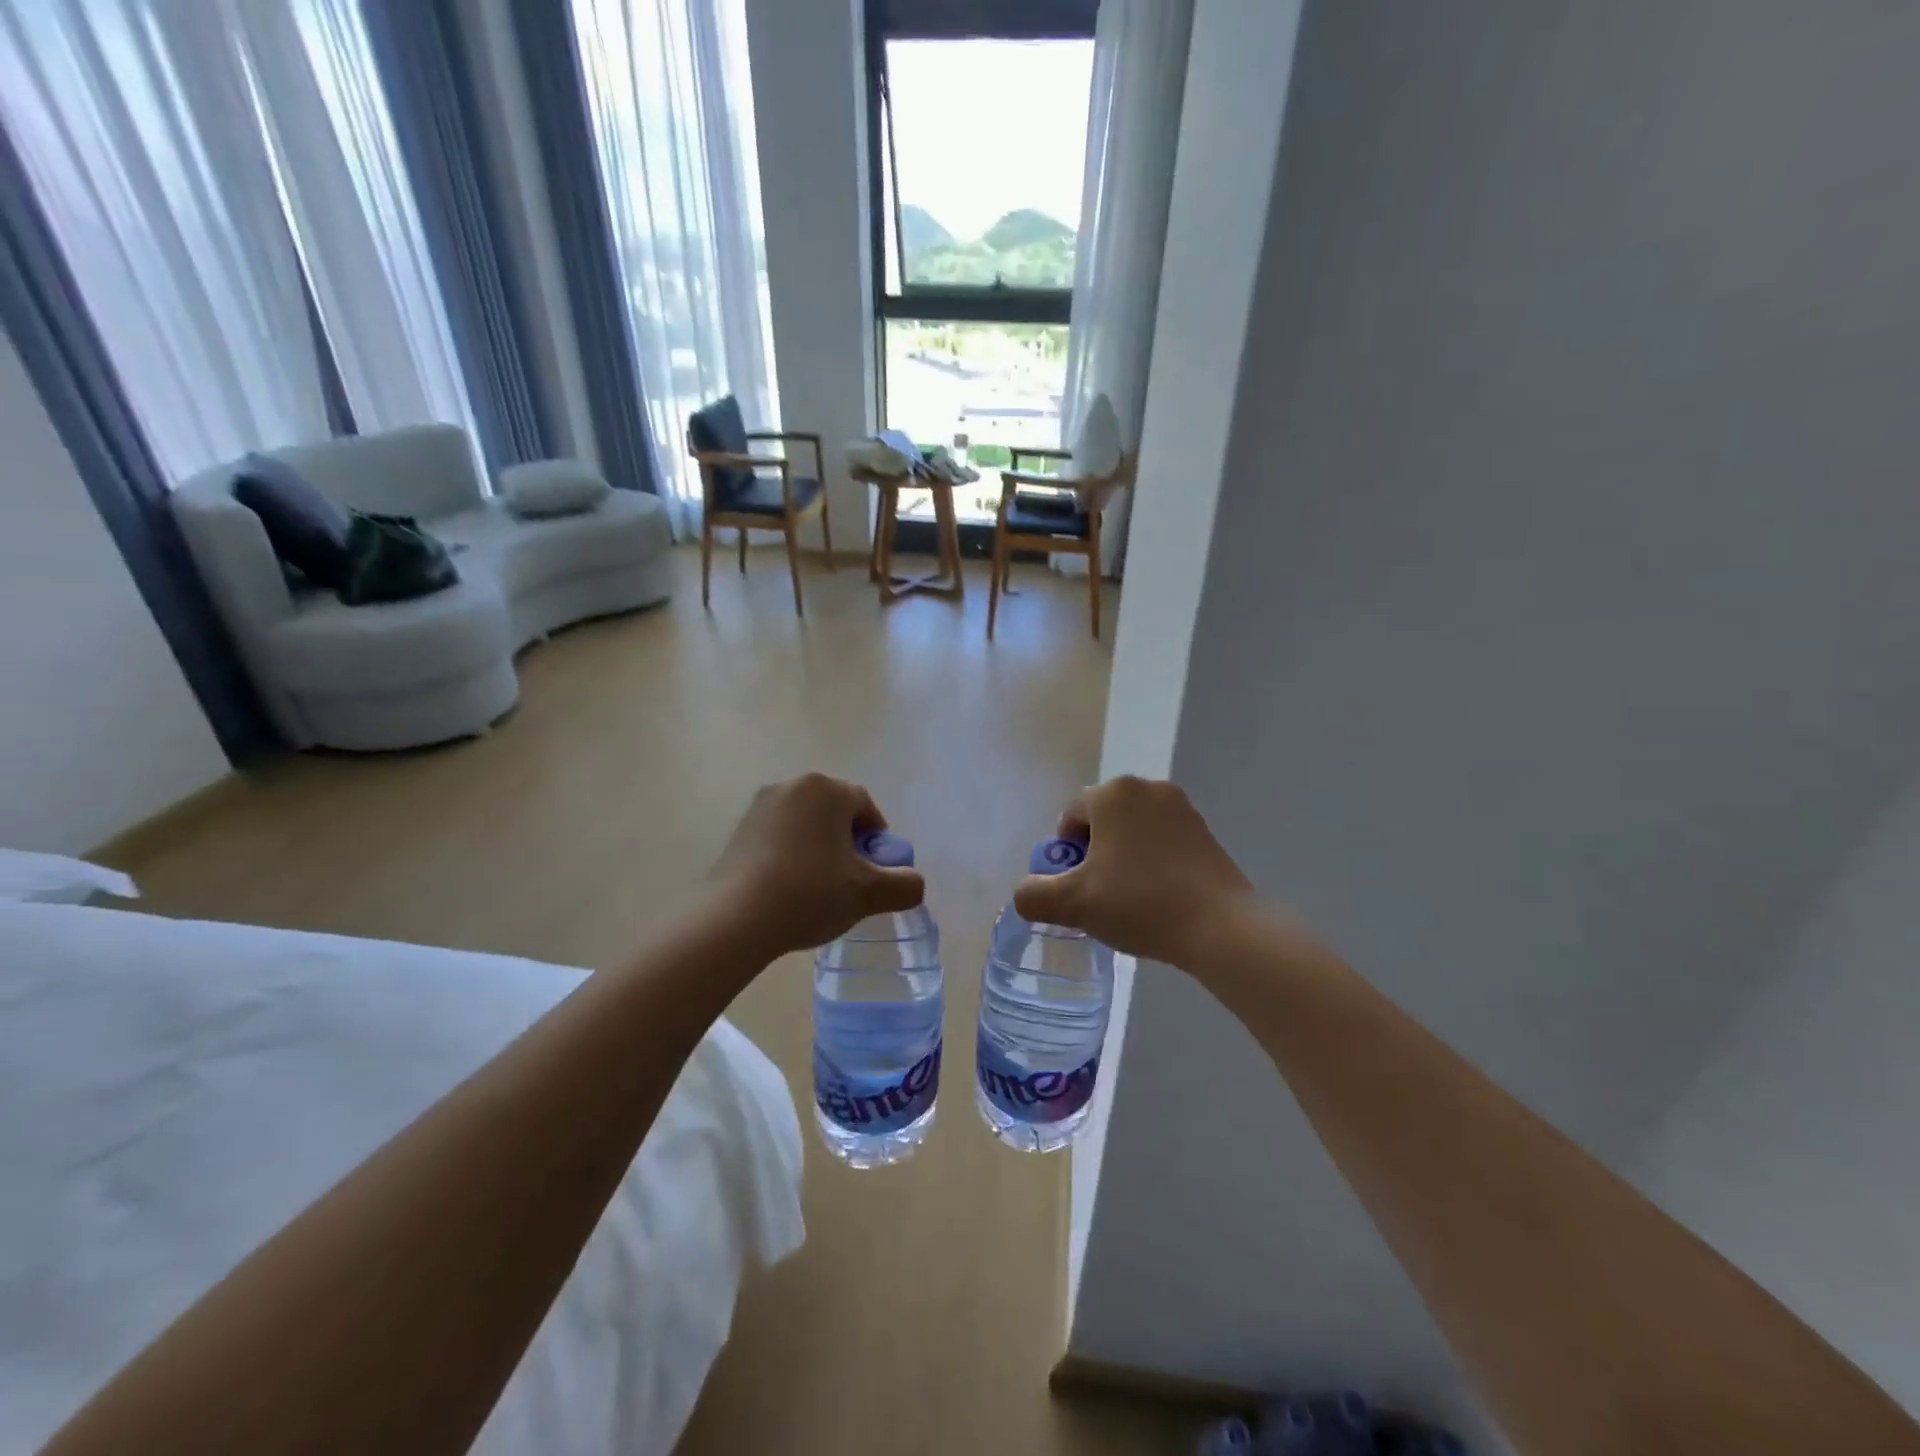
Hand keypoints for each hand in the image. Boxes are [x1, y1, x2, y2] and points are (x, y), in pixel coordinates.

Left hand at [707, 774, 925, 959]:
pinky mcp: (738, 829)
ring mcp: (760, 805)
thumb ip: (904, 885)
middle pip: (834, 812)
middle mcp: (792, 785)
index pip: (865, 807)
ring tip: (818, 888)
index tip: (875, 871)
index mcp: (827, 789)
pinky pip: (778, 835)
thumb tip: (913, 883)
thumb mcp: (868, 893)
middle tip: (850, 880)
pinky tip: (788, 888)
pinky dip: (790, 855)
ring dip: (818, 848)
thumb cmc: (810, 893)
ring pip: (805, 824)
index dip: (877, 840)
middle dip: (847, 841)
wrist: (735, 918)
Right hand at [1013, 776, 1259, 967]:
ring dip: (1123, 860)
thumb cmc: (1140, 903)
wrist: (1220, 926)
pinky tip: (1158, 898)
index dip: (1066, 855)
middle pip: (1102, 821)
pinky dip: (1153, 864)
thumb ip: (1034, 896)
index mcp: (1113, 793)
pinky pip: (1163, 843)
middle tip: (1098, 896)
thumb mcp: (1074, 904)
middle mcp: (1148, 788)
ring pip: (1133, 832)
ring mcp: (1182, 808)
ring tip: (1129, 901)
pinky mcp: (1206, 832)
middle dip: (1094, 855)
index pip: (1071, 817)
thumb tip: (1024, 894)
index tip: (1076, 888)